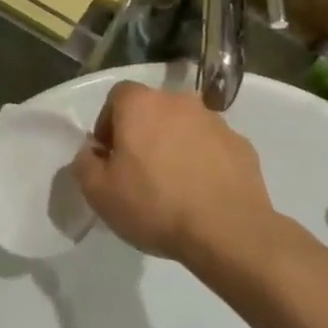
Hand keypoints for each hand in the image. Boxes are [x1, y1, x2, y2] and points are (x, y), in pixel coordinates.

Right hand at [68, 82, 280, 273]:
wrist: (227, 231)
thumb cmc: (154, 205)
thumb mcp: (99, 193)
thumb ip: (85, 164)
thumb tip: (92, 151)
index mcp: (141, 105)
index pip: (117, 96)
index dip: (108, 123)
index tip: (109, 156)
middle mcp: (179, 102)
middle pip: (153, 110)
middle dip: (143, 133)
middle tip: (138, 171)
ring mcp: (215, 122)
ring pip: (184, 127)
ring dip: (174, 145)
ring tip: (173, 185)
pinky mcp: (242, 145)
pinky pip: (212, 147)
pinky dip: (203, 161)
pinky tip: (200, 192)